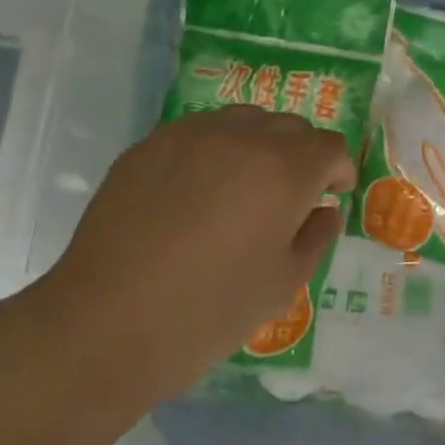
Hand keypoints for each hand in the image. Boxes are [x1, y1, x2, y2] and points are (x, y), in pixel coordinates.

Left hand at [29, 105, 355, 400]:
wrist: (106, 324)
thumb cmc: (208, 312)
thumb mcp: (281, 285)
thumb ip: (315, 238)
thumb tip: (324, 212)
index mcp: (284, 169)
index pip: (329, 147)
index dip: (338, 170)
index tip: (331, 196)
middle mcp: (241, 137)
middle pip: (289, 127)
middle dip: (302, 155)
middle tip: (291, 197)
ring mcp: (190, 135)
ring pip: (243, 121)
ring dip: (259, 146)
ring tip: (244, 188)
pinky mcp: (149, 145)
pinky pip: (199, 133)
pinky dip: (215, 151)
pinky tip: (196, 193)